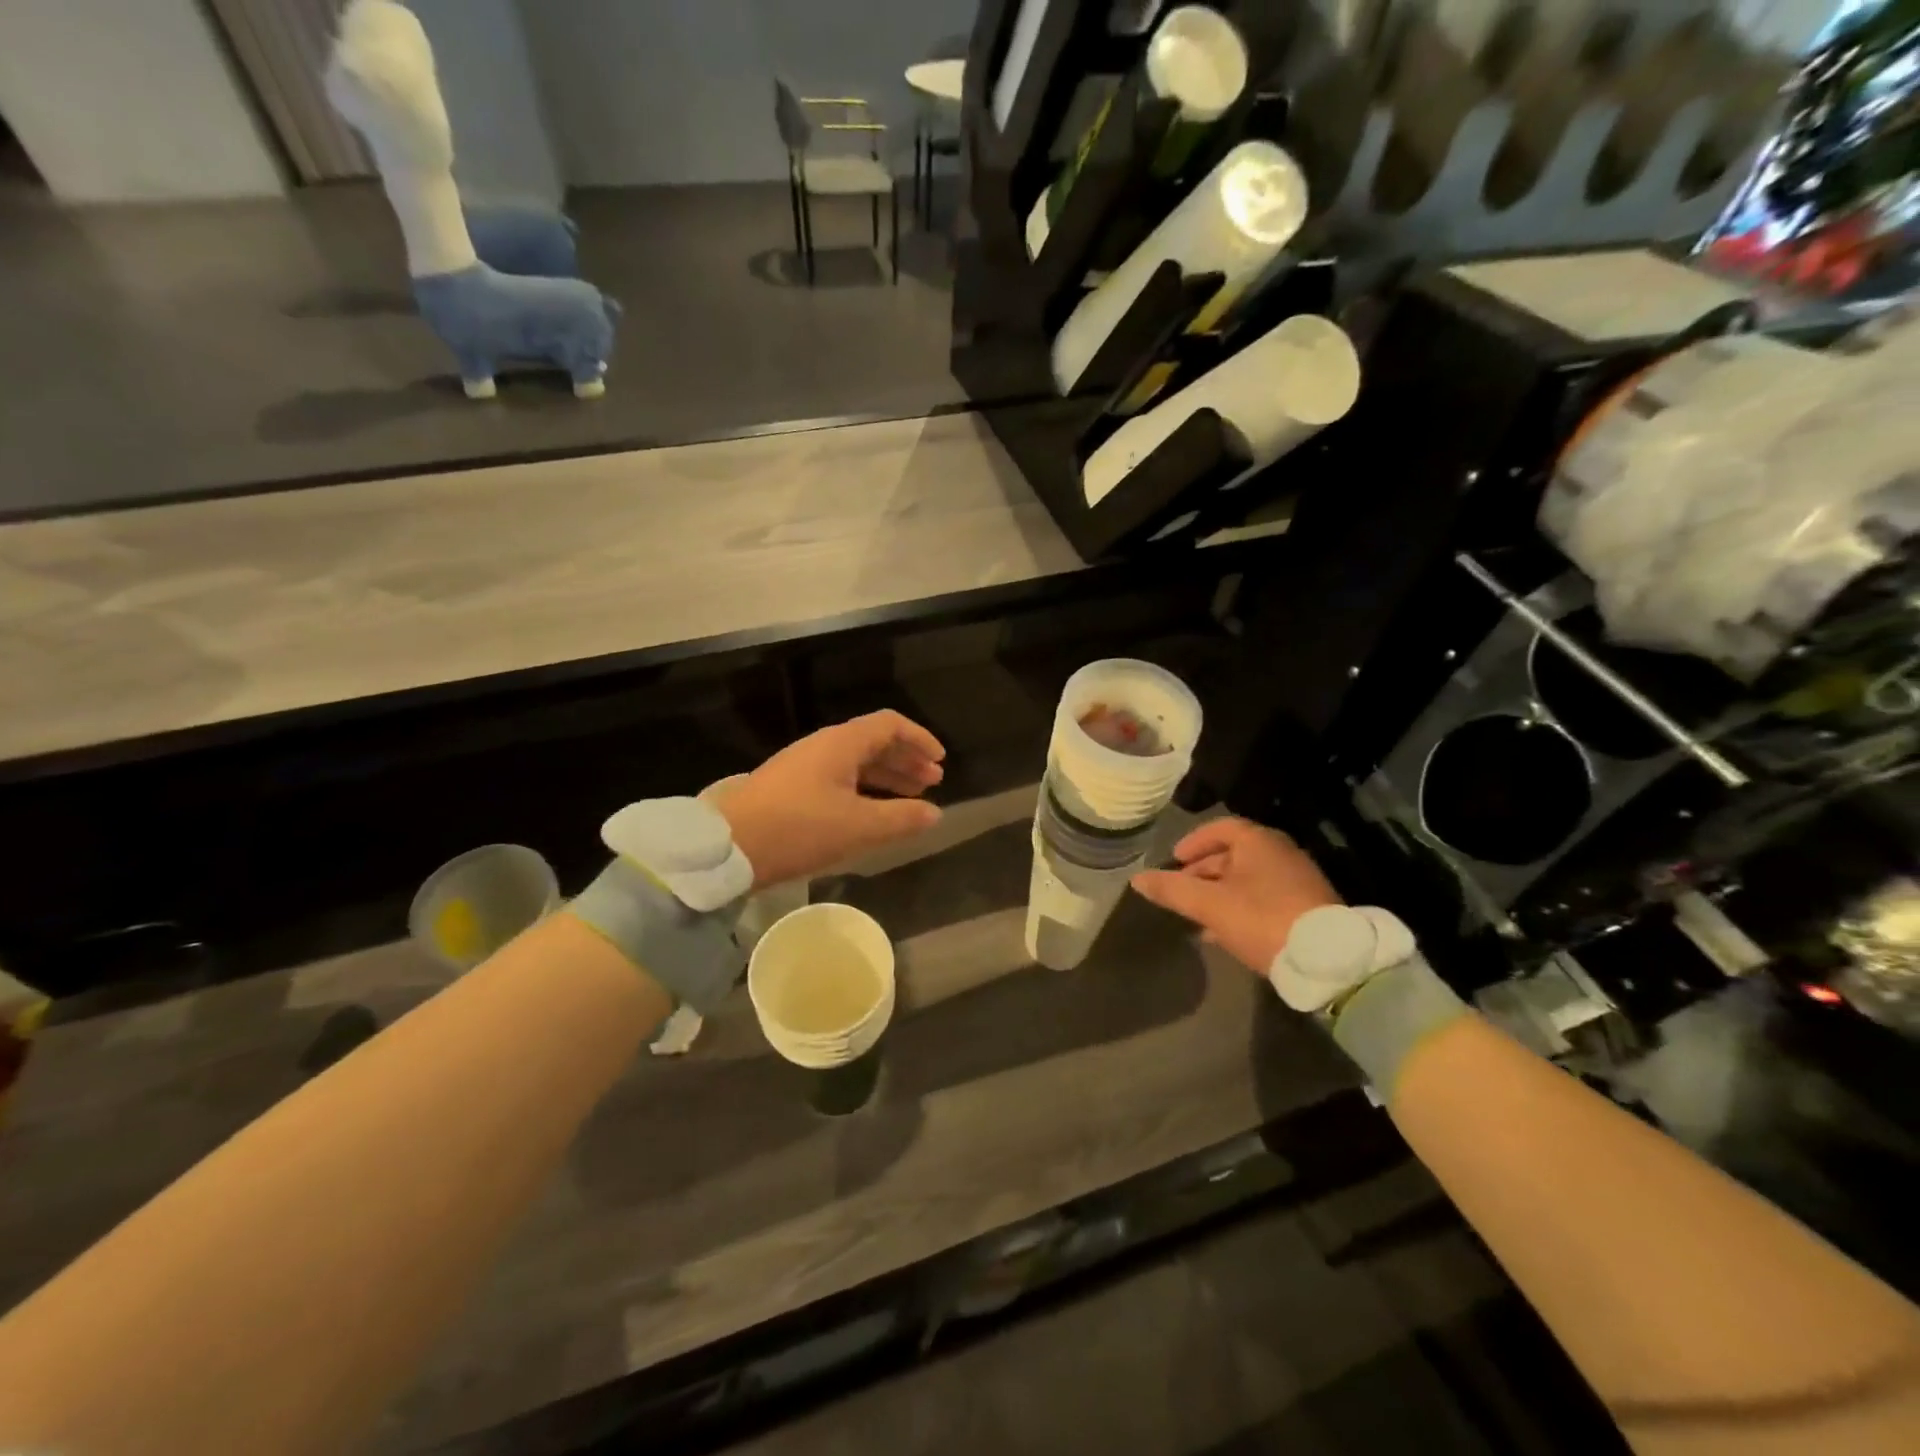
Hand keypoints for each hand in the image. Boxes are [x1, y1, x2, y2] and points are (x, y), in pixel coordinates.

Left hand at [718, 711, 945, 887]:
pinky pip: (841, 779)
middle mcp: (824, 747)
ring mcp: (805, 767)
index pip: (889, 725)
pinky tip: (873, 812)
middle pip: (874, 742)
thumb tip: (935, 812)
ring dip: (887, 776)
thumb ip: (901, 818)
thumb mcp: (858, 827)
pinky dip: (865, 790)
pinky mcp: (792, 789)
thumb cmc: (799, 828)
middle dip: (907, 759)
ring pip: (857, 762)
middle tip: (932, 782)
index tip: (940, 762)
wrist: (728, 847)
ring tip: (911, 798)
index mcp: (842, 743)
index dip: (919, 739)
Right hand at [1130, 818, 1339, 973]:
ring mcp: (1297, 880)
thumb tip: (1136, 879)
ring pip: (1248, 879)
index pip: (1219, 828)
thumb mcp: (1208, 905)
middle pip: (1233, 854)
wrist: (1328, 959)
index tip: (1175, 861)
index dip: (1193, 842)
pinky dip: (1240, 907)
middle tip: (1181, 890)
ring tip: (1197, 916)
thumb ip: (1171, 890)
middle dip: (1203, 872)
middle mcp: (1280, 853)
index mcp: (1258, 841)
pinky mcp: (1307, 907)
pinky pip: (1264, 898)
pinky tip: (1224, 932)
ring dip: (1220, 893)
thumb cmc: (1262, 919)